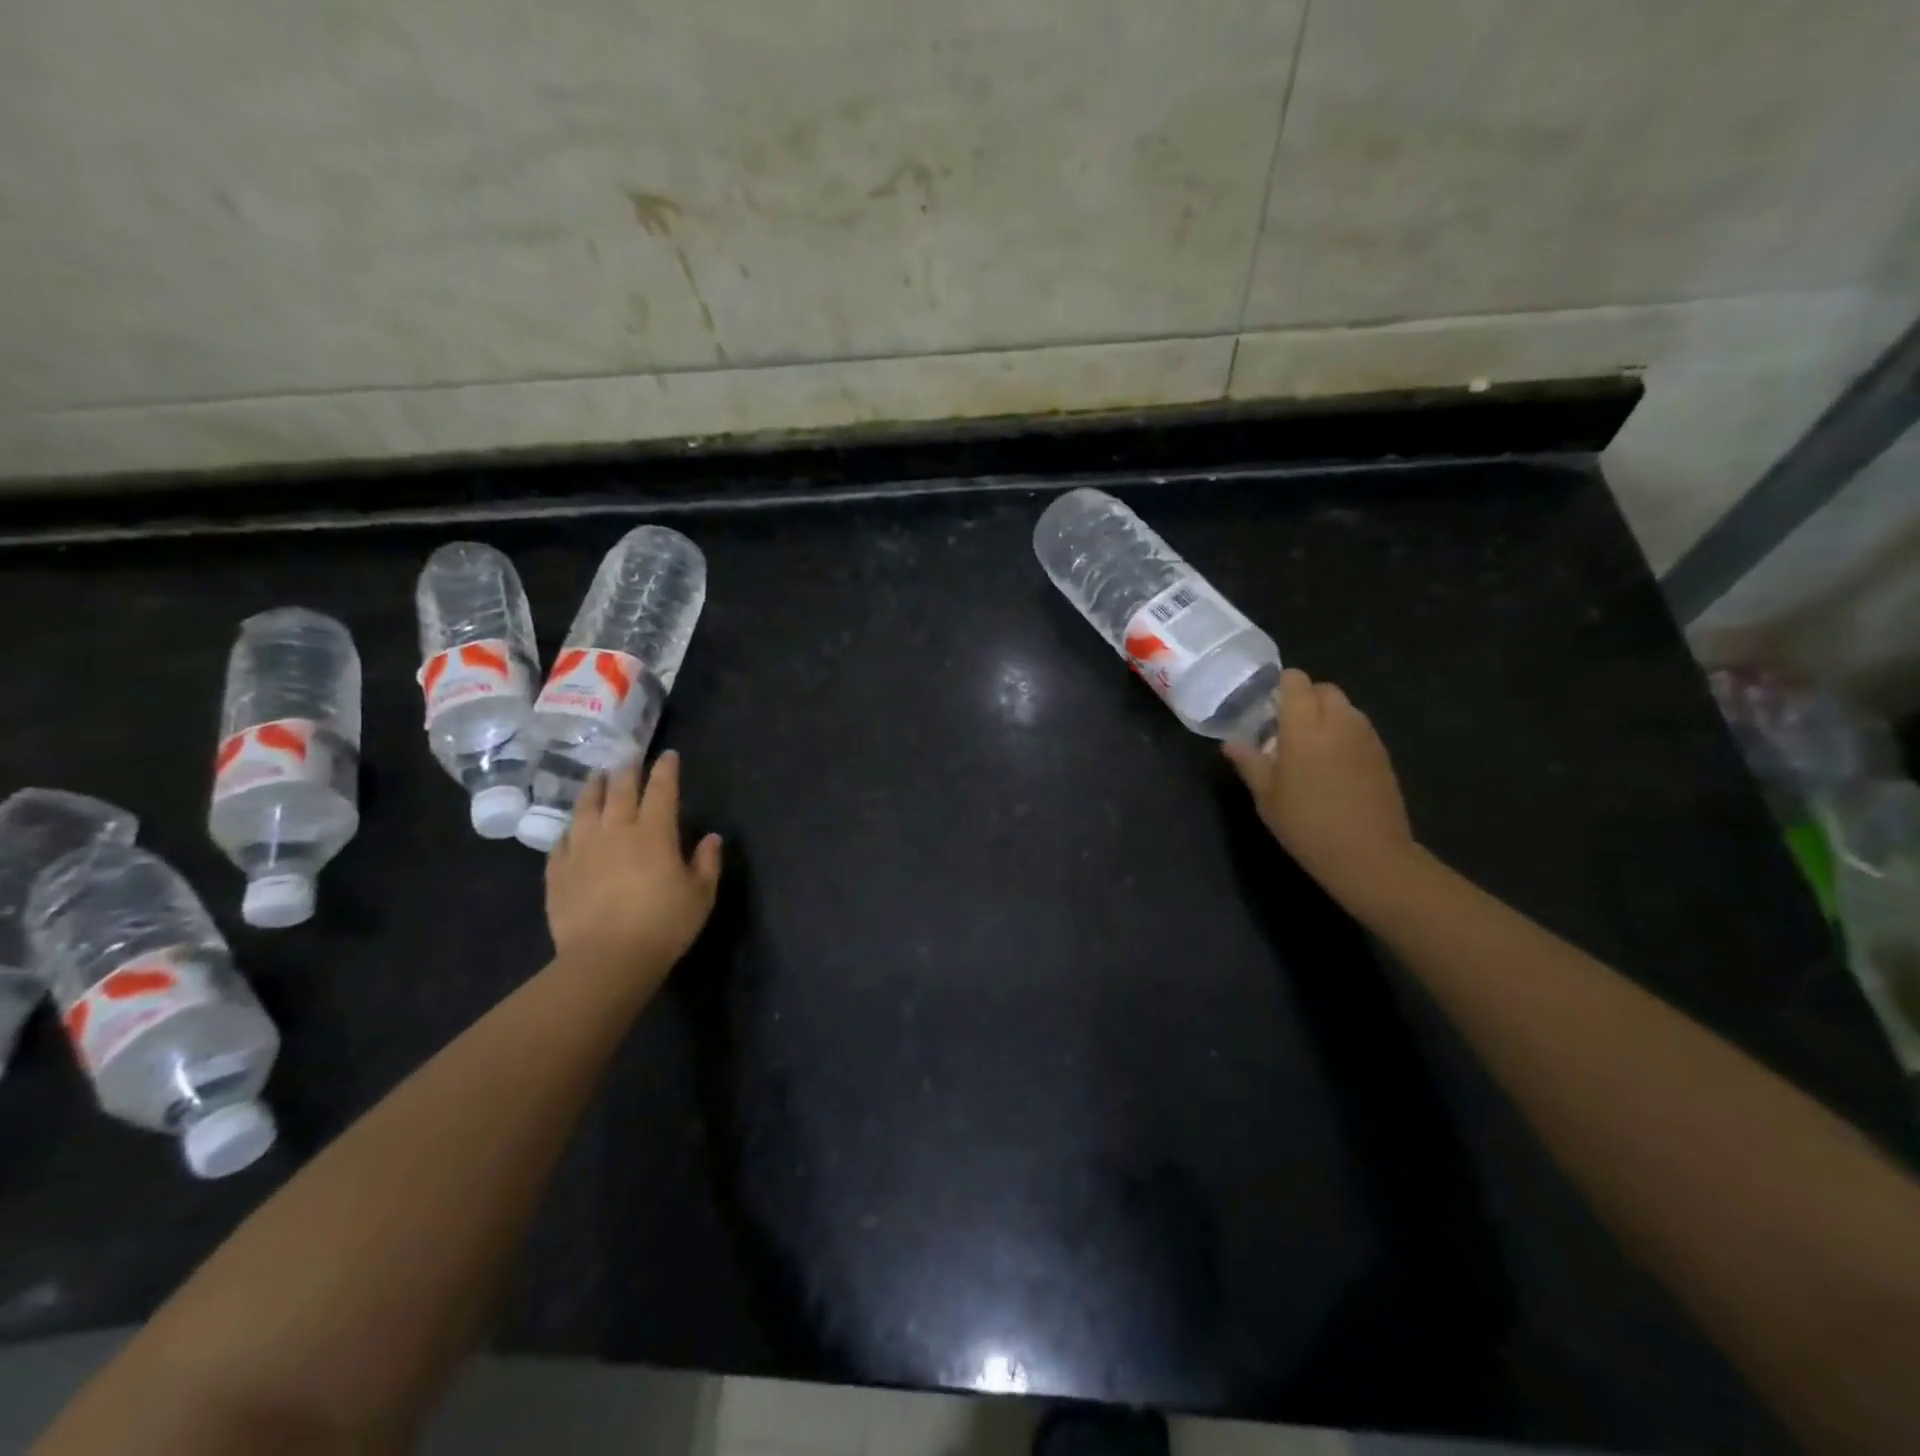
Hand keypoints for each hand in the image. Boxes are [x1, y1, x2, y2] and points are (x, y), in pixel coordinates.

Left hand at [544, 751, 722, 989]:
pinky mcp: (558, 871)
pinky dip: (570, 829)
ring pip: (586, 807)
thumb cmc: (663, 926)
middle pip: (620, 790)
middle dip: (627, 770)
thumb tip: (711, 837)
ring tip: (597, 778)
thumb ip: (707, 863)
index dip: (666, 770)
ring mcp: (582, 849)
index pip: (661, 789)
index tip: (668, 756)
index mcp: (654, 833)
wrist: (606, 960)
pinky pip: (561, 840)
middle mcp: (616, 831)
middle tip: (629, 759)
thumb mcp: (700, 896)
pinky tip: (572, 829)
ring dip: (594, 788)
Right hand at [1223, 668, 1417, 909]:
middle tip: (1284, 729)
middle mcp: (1338, 721)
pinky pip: (1358, 729)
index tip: (1266, 706)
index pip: (1296, 680)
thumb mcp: (1266, 797)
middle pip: (1323, 689)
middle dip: (1304, 699)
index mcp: (1304, 726)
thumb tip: (1231, 743)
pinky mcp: (1382, 754)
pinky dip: (1342, 735)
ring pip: (1344, 708)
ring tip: (1308, 749)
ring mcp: (1365, 736)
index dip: (1281, 686)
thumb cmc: (1307, 824)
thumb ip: (1249, 762)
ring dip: (1325, 716)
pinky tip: (1331, 767)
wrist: (1369, 855)